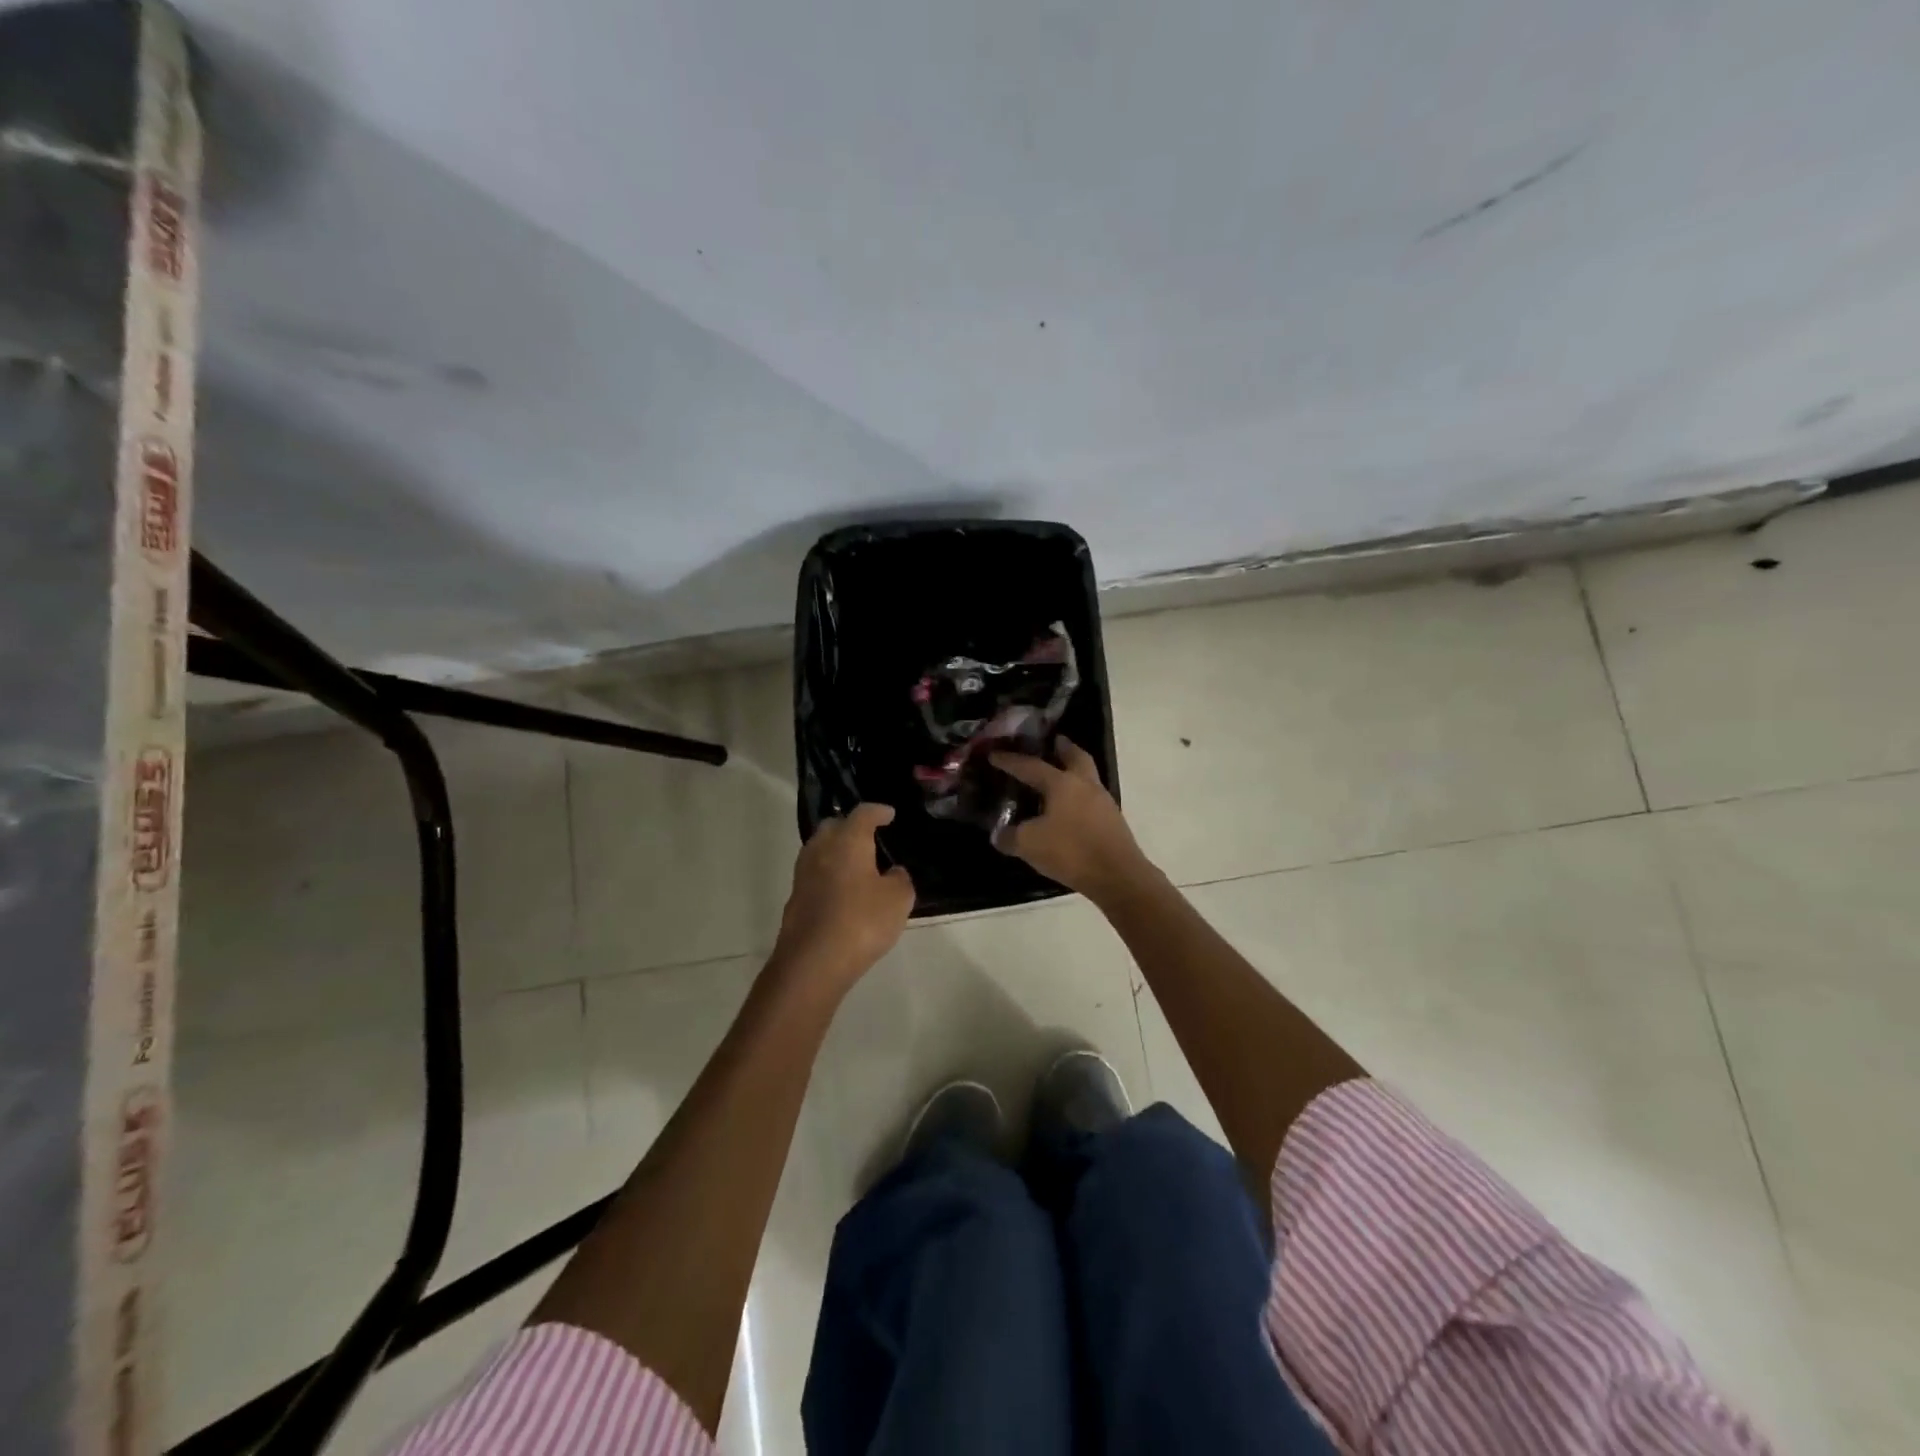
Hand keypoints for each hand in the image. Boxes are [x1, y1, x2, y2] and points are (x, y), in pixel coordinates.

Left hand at [773, 803, 915, 988]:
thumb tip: (894, 872)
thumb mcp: (898, 900)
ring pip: (820, 849)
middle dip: (851, 826)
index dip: (878, 811)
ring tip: (856, 863)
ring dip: (837, 850)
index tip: (889, 814)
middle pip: (834, 826)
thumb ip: (900, 879)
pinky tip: (842, 889)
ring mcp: (803, 873)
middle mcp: (821, 849)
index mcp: (848, 840)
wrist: (813, 962)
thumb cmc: (862, 922)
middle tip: (869, 836)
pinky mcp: (795, 898)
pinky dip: (829, 873)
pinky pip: (814, 874)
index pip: (863, 813)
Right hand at [989, 738, 1153, 904]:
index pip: (1031, 766)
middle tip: (1050, 742)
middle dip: (1061, 747)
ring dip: (1072, 770)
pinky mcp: (1112, 820)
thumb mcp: (1029, 844)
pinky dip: (1078, 795)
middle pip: (1075, 756)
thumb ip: (1010, 836)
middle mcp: (1085, 784)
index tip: (994, 753)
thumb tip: (999, 834)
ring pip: (1086, 775)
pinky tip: (1067, 808)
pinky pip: (1091, 797)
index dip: (1010, 760)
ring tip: (1055, 777)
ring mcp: (1102, 801)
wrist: (1118, 876)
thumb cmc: (1071, 851)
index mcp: (1062, 783)